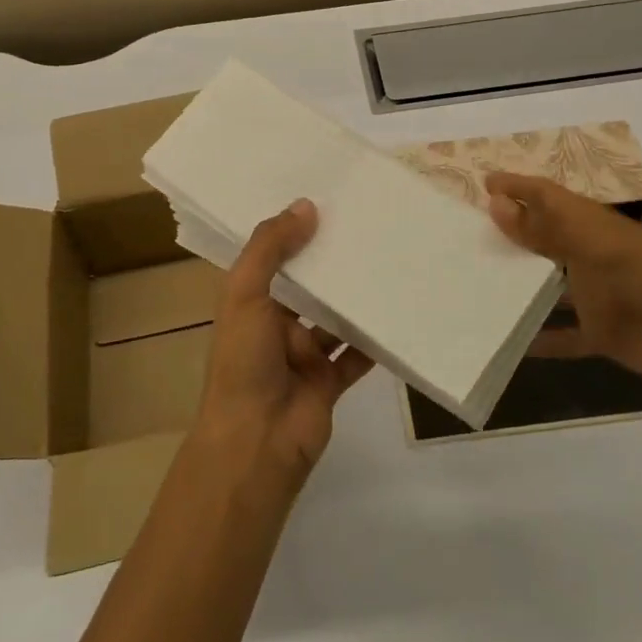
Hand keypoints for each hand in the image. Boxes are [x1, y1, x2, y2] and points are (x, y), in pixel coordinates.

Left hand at [194, 199, 373, 484]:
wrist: (256, 445)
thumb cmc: (244, 362)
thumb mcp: (245, 294)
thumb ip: (271, 248)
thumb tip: (306, 205)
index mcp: (250, 303)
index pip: (271, 257)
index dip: (292, 230)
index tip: (323, 197)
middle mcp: (275, 325)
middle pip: (307, 285)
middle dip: (330, 260)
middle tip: (366, 222)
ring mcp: (304, 354)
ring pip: (334, 317)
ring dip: (355, 296)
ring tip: (388, 258)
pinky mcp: (330, 381)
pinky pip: (357, 354)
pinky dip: (375, 338)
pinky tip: (398, 311)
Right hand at [485, 172, 641, 386]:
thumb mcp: (597, 244)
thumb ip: (547, 228)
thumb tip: (495, 203)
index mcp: (593, 225)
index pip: (548, 197)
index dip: (518, 187)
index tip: (481, 183)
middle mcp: (591, 255)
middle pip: (544, 239)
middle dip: (511, 233)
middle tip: (465, 234)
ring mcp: (596, 295)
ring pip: (548, 286)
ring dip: (519, 285)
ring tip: (475, 285)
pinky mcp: (602, 333)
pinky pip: (563, 335)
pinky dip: (540, 338)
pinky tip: (508, 342)